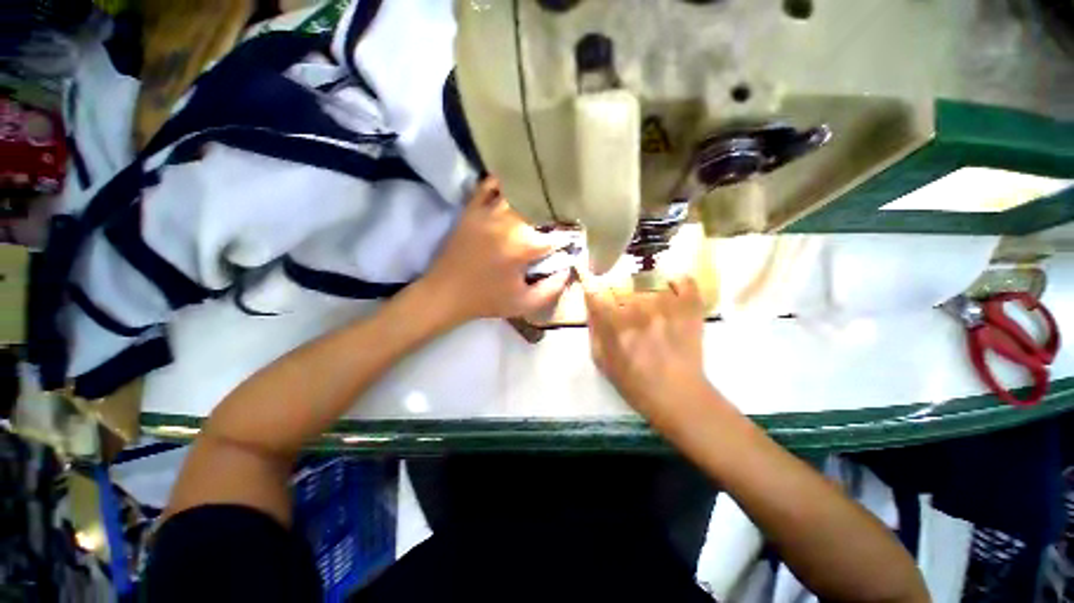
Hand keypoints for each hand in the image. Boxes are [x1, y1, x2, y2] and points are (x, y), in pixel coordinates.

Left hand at [422, 178, 571, 325]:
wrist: (445, 293)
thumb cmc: (487, 300)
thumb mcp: (525, 303)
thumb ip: (553, 288)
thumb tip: (569, 269)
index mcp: (524, 246)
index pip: (558, 235)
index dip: (569, 237)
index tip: (572, 240)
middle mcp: (509, 222)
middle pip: (541, 208)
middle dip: (554, 215)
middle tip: (557, 223)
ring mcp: (489, 212)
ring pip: (518, 192)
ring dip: (532, 198)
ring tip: (539, 204)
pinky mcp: (472, 209)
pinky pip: (489, 185)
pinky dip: (502, 184)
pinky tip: (511, 191)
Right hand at [582, 273, 708, 421]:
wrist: (678, 396)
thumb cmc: (633, 382)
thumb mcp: (601, 360)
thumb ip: (593, 328)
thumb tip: (591, 303)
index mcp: (613, 324)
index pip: (596, 292)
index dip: (595, 293)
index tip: (598, 296)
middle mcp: (638, 309)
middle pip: (622, 286)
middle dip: (620, 298)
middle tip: (628, 313)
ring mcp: (666, 305)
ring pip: (650, 284)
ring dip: (646, 295)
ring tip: (651, 312)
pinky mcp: (690, 307)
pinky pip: (684, 281)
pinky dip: (677, 283)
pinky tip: (672, 292)